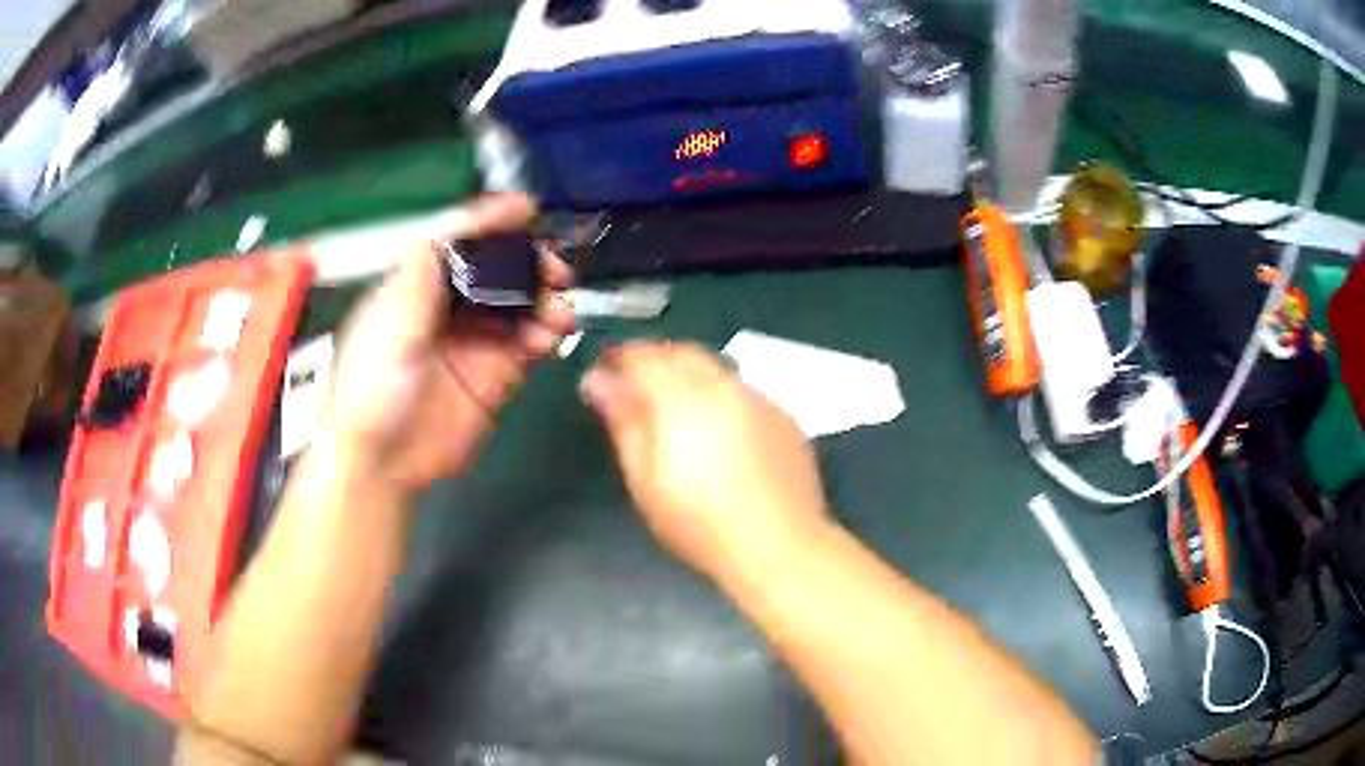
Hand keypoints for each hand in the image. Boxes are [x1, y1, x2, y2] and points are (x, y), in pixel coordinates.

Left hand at [323, 194, 574, 493]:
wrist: (382, 460)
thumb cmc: (372, 385)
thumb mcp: (388, 324)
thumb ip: (419, 279)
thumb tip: (440, 233)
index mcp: (418, 287)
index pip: (459, 243)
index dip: (491, 223)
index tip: (526, 209)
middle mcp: (449, 307)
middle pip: (497, 270)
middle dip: (529, 263)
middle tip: (555, 271)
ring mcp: (474, 341)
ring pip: (519, 305)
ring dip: (544, 301)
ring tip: (558, 312)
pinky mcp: (495, 374)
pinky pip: (529, 344)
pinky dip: (546, 335)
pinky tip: (551, 337)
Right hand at [579, 341, 831, 584]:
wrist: (781, 547)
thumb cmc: (700, 523)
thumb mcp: (646, 481)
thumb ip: (624, 422)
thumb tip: (598, 381)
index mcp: (684, 398)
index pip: (643, 355)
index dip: (618, 357)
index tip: (602, 371)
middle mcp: (725, 386)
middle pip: (683, 353)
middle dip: (655, 360)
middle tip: (635, 387)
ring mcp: (760, 399)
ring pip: (717, 370)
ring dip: (691, 377)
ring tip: (677, 411)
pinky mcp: (785, 418)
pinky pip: (744, 393)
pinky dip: (722, 398)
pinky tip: (721, 433)